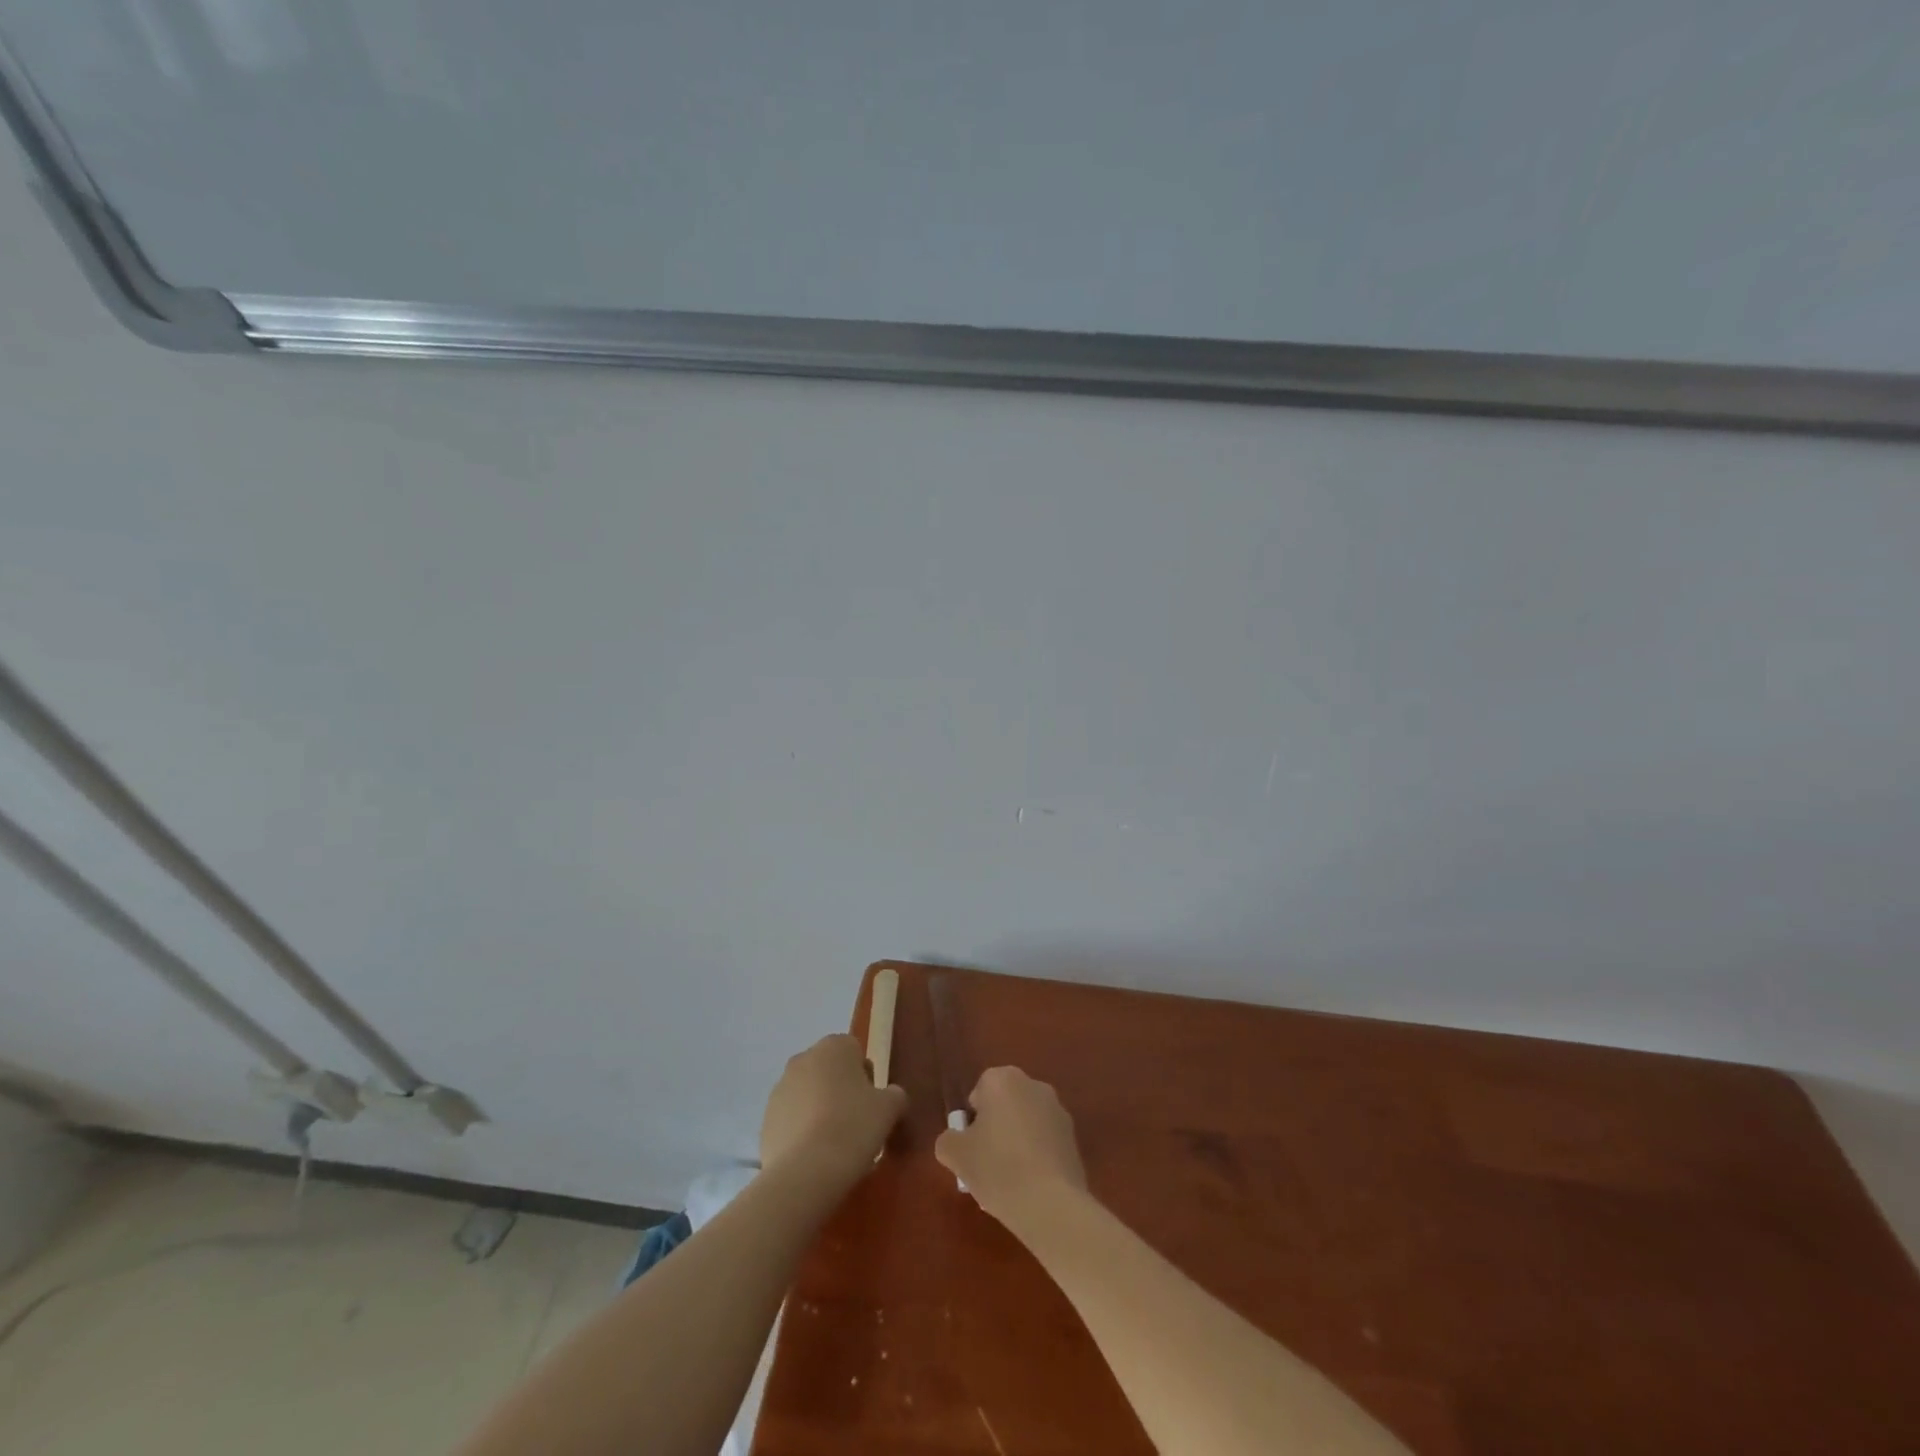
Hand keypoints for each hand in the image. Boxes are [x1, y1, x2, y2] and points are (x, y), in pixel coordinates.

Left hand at [760, 1034, 907, 1186]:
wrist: (806, 1171)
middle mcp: (803, 1059)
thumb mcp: (889, 1108)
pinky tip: (814, 1155)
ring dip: (819, 1109)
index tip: (871, 1103)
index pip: (854, 1051)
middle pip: (828, 1070)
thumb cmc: (854, 1127)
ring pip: (808, 1093)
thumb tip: (891, 1095)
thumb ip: (894, 1094)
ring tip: (833, 1143)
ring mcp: (780, 1088)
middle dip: (840, 1090)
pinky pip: (791, 1118)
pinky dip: (802, 1130)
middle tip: (855, 1122)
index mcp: (833, 1046)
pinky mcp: (765, 1118)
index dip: (866, 1076)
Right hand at [935, 1066, 1087, 1228]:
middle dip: (995, 1129)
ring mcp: (1058, 1111)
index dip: (972, 1120)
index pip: (980, 1091)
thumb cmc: (997, 1168)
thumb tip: (954, 1140)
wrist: (1051, 1204)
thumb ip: (948, 1140)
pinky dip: (1037, 1157)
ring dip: (1017, 1142)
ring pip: (1026, 1124)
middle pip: (1005, 1105)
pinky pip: (1045, 1142)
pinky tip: (1030, 1186)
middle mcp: (1034, 1085)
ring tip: (1009, 1181)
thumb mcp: (956, 1155)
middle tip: (986, 1163)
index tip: (971, 1147)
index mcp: (1004, 1079)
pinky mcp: (1074, 1138)